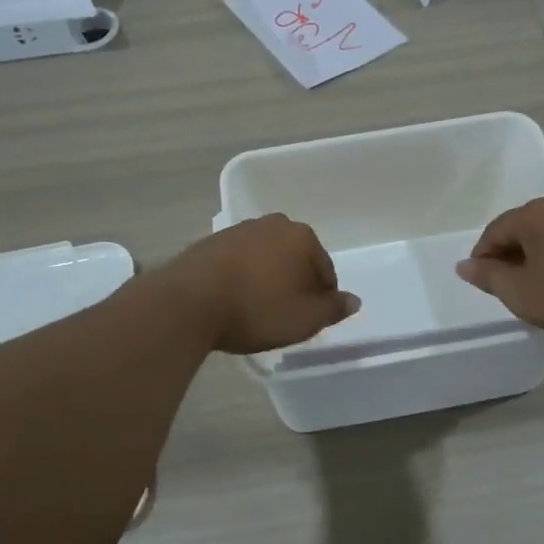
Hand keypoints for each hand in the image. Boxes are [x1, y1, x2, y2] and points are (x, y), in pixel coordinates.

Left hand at [153, 214, 359, 354]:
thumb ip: (332, 309)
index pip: (324, 269)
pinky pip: (239, 261)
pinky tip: (234, 300)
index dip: (321, 297)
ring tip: (257, 309)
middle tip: (286, 314)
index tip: (310, 319)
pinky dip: (242, 277)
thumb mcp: (304, 319)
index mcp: (301, 237)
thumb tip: (354, 300)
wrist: (189, 302)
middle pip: (295, 258)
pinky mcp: (211, 242)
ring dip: (267, 278)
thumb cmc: (257, 309)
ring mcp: (239, 230)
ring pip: (266, 258)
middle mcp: (272, 224)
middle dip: (295, 283)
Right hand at [456, 194, 543, 345]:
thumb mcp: (521, 293)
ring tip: (535, 286)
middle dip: (509, 255)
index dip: (483, 258)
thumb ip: (488, 276)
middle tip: (508, 287)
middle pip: (521, 228)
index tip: (483, 284)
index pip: (494, 232)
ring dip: (535, 256)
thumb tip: (464, 265)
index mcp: (534, 213)